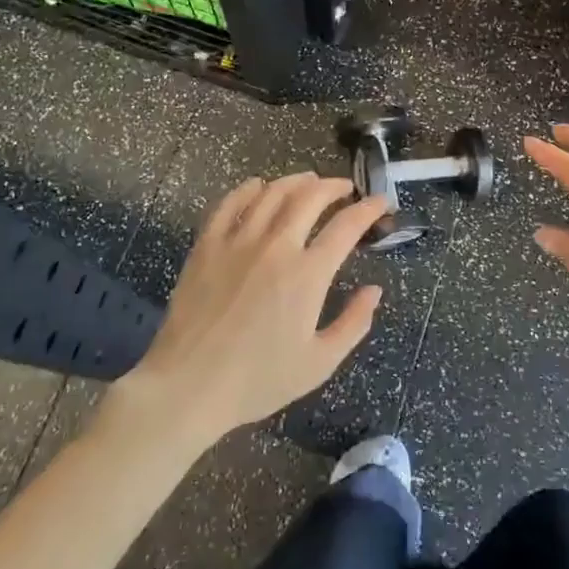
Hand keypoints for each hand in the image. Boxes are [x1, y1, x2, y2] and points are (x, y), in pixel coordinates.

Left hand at [120, 175, 389, 442]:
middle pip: (310, 197)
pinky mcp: (207, 246)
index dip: (368, 209)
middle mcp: (276, 247)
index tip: (381, 203)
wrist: (188, 388)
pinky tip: (258, 186)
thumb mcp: (319, 363)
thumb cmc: (257, 381)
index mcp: (307, 275)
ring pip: (272, 193)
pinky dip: (248, 189)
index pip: (346, 226)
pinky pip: (229, 204)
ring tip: (308, 180)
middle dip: (334, 186)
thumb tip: (374, 290)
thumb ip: (353, 323)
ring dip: (296, 181)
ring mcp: (238, 242)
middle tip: (345, 188)